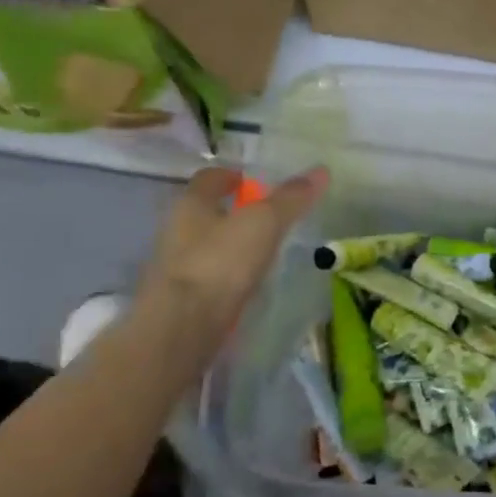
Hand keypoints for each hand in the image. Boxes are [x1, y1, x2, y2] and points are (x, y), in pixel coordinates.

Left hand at [135, 165, 327, 350]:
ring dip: (228, 246)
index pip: (209, 179)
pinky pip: (207, 279)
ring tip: (261, 253)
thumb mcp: (264, 224)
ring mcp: (175, 268)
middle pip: (204, 213)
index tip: (252, 181)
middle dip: (230, 213)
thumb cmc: (220, 262)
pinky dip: (225, 277)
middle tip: (264, 218)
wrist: (182, 326)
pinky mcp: (180, 300)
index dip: (231, 176)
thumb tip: (320, 170)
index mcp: (191, 204)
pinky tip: (245, 286)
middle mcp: (176, 231)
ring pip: (204, 247)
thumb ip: (290, 199)